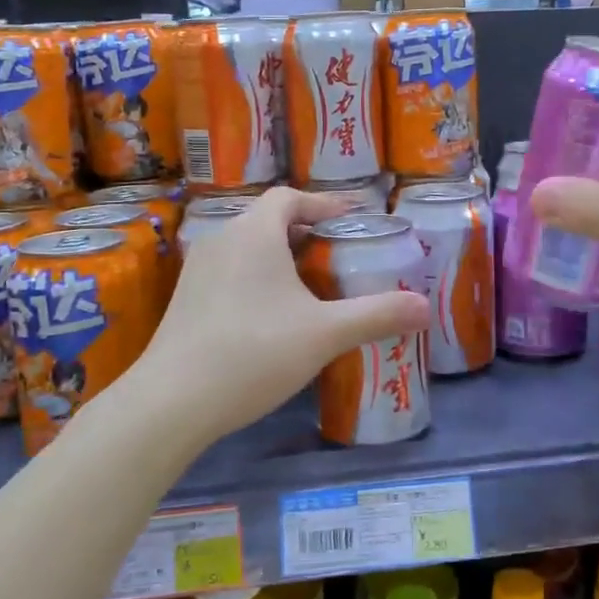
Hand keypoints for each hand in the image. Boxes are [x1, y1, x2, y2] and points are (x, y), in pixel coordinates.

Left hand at [127, 187, 429, 448]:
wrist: (172, 402)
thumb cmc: (253, 352)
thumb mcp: (325, 334)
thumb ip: (377, 316)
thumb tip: (426, 307)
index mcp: (254, 233)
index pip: (290, 197)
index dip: (324, 204)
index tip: (353, 219)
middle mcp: (222, 240)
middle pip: (269, 220)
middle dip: (308, 233)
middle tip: (340, 255)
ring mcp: (199, 271)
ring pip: (249, 248)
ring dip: (282, 257)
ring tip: (313, 285)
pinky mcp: (186, 299)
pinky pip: (232, 272)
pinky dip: (259, 278)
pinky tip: (275, 316)